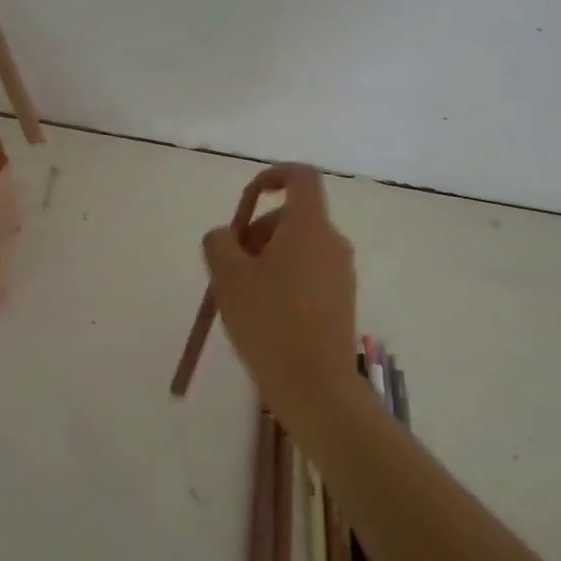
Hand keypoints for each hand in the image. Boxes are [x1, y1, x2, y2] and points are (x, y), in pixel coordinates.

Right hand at [202, 165, 357, 411]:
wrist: (314, 385)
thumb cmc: (268, 322)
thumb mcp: (228, 277)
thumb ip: (220, 242)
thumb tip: (227, 236)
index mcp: (309, 226)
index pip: (300, 177)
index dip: (272, 175)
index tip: (247, 198)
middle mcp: (332, 242)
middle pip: (291, 217)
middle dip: (256, 232)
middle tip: (230, 269)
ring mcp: (341, 272)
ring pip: (297, 247)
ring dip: (266, 259)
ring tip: (243, 297)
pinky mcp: (341, 298)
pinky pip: (308, 272)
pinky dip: (283, 279)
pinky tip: (264, 315)